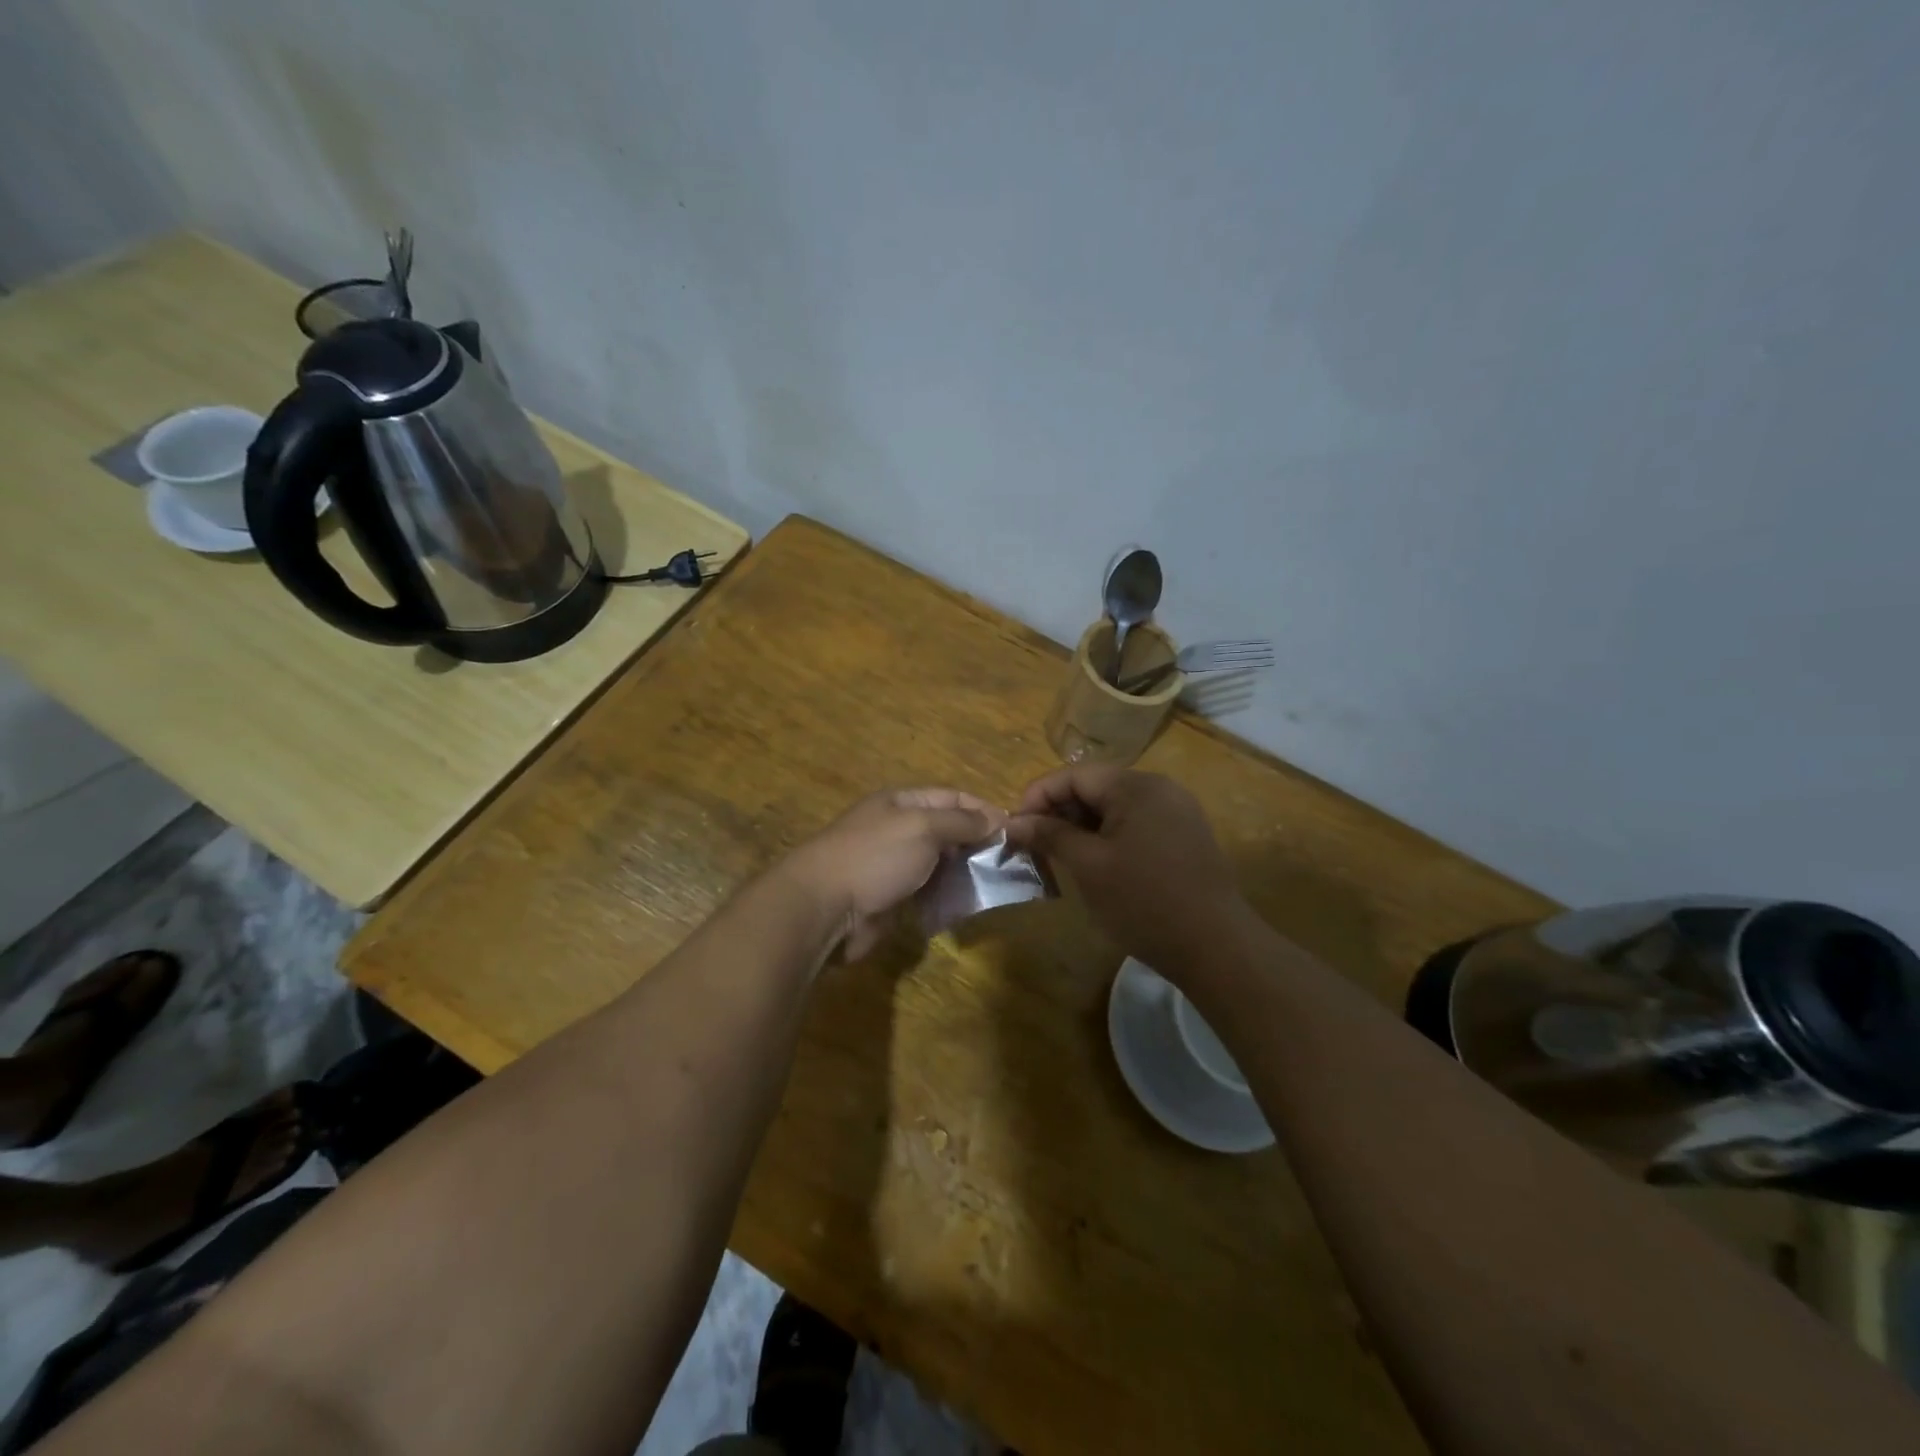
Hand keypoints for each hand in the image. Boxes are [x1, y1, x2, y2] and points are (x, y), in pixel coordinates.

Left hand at [781, 788, 1003, 959]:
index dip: (983, 809)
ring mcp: (894, 865)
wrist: (825, 906)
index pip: (952, 797)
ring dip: (965, 872)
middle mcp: (899, 829)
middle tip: (1011, 861)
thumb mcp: (923, 827)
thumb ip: (960, 822)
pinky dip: (948, 896)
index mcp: (903, 803)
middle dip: (977, 842)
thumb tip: (995, 819)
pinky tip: (969, 903)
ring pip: (940, 864)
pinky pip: (928, 892)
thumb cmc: (875, 856)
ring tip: (996, 884)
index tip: (1015, 828)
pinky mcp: (892, 898)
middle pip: (947, 830)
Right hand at [1006, 767, 1247, 981]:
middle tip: (1033, 847)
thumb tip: (1012, 822)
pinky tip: (1094, 866)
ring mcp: (1177, 813)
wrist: (1216, 947)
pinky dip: (1107, 839)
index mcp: (1136, 786)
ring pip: (1114, 809)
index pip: (1074, 775)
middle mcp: (1159, 789)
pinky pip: (1135, 825)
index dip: (1038, 796)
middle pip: (1095, 788)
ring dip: (1081, 828)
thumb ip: (1049, 835)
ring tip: (1058, 859)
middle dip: (1058, 813)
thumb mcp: (1088, 866)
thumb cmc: (1144, 901)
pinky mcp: (1184, 837)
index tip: (1014, 828)